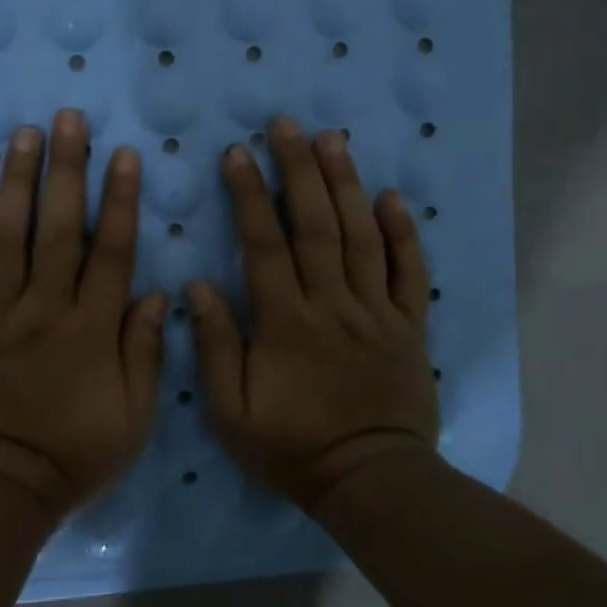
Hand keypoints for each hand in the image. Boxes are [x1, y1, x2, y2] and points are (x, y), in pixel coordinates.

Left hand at [0, 109, 167, 517]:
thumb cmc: (71, 460)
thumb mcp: (133, 420)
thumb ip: (145, 354)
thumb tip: (156, 294)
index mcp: (90, 330)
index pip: (111, 252)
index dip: (119, 200)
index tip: (122, 154)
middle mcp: (42, 310)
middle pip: (58, 230)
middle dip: (66, 170)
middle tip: (67, 119)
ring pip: (4, 241)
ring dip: (14, 185)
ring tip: (20, 137)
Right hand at [188, 117, 439, 510]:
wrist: (370, 481)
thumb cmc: (291, 448)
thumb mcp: (231, 412)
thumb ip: (216, 346)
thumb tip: (198, 285)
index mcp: (286, 323)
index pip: (264, 245)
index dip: (250, 196)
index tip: (238, 154)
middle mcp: (332, 304)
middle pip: (316, 226)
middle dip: (300, 170)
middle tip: (289, 125)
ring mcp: (376, 312)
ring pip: (361, 237)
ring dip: (346, 184)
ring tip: (334, 139)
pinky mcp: (409, 326)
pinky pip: (409, 272)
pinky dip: (403, 233)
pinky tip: (392, 197)